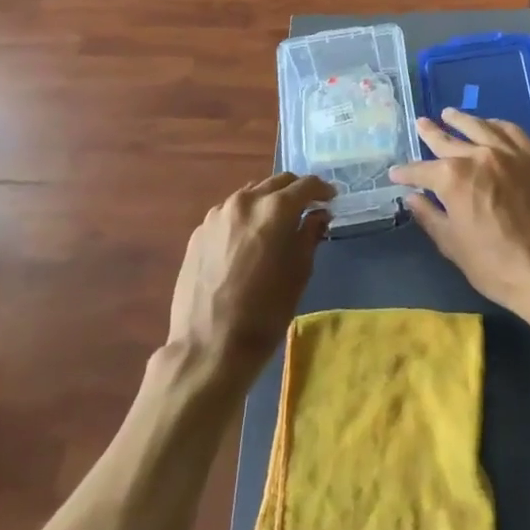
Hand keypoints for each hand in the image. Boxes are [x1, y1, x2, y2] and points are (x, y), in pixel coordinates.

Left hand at [165, 173, 330, 387]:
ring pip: (251, 194)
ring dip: (269, 201)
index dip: (322, 190)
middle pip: (277, 182)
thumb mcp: (299, 273)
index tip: (331, 200)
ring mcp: (217, 215)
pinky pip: (229, 213)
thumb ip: (309, 235)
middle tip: (307, 209)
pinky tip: (248, 241)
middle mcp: (244, 201)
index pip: (306, 184)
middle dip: (295, 191)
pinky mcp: (199, 232)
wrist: (208, 346)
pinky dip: (245, 217)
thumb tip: (317, 215)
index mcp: (274, 209)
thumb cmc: (264, 312)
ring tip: (276, 224)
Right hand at [389, 110, 529, 317]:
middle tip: (420, 124)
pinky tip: (490, 124)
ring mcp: (509, 152)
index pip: (422, 170)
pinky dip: (495, 125)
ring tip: (449, 113)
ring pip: (480, 127)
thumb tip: (413, 198)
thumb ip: (430, 216)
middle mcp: (479, 155)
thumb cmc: (495, 264)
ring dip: (461, 120)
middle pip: (449, 140)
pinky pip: (511, 131)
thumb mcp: (453, 245)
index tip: (396, 173)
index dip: (406, 173)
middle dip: (431, 133)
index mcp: (453, 177)